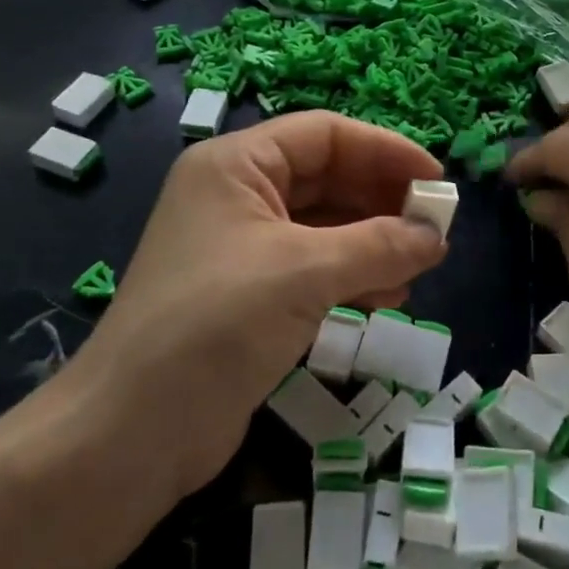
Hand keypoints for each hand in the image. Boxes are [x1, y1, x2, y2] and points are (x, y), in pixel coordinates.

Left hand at [57, 112, 446, 504]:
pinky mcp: (250, 293)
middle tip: (434, 229)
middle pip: (327, 176)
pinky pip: (315, 265)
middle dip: (382, 200)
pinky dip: (353, 274)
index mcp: (236, 165)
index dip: (385, 150)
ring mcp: (242, 245)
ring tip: (417, 268)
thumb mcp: (304, 273)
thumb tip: (437, 235)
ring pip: (325, 224)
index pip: (325, 134)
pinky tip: (387, 298)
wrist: (130, 434)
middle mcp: (238, 194)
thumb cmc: (215, 325)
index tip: (437, 182)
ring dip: (374, 241)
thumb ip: (379, 246)